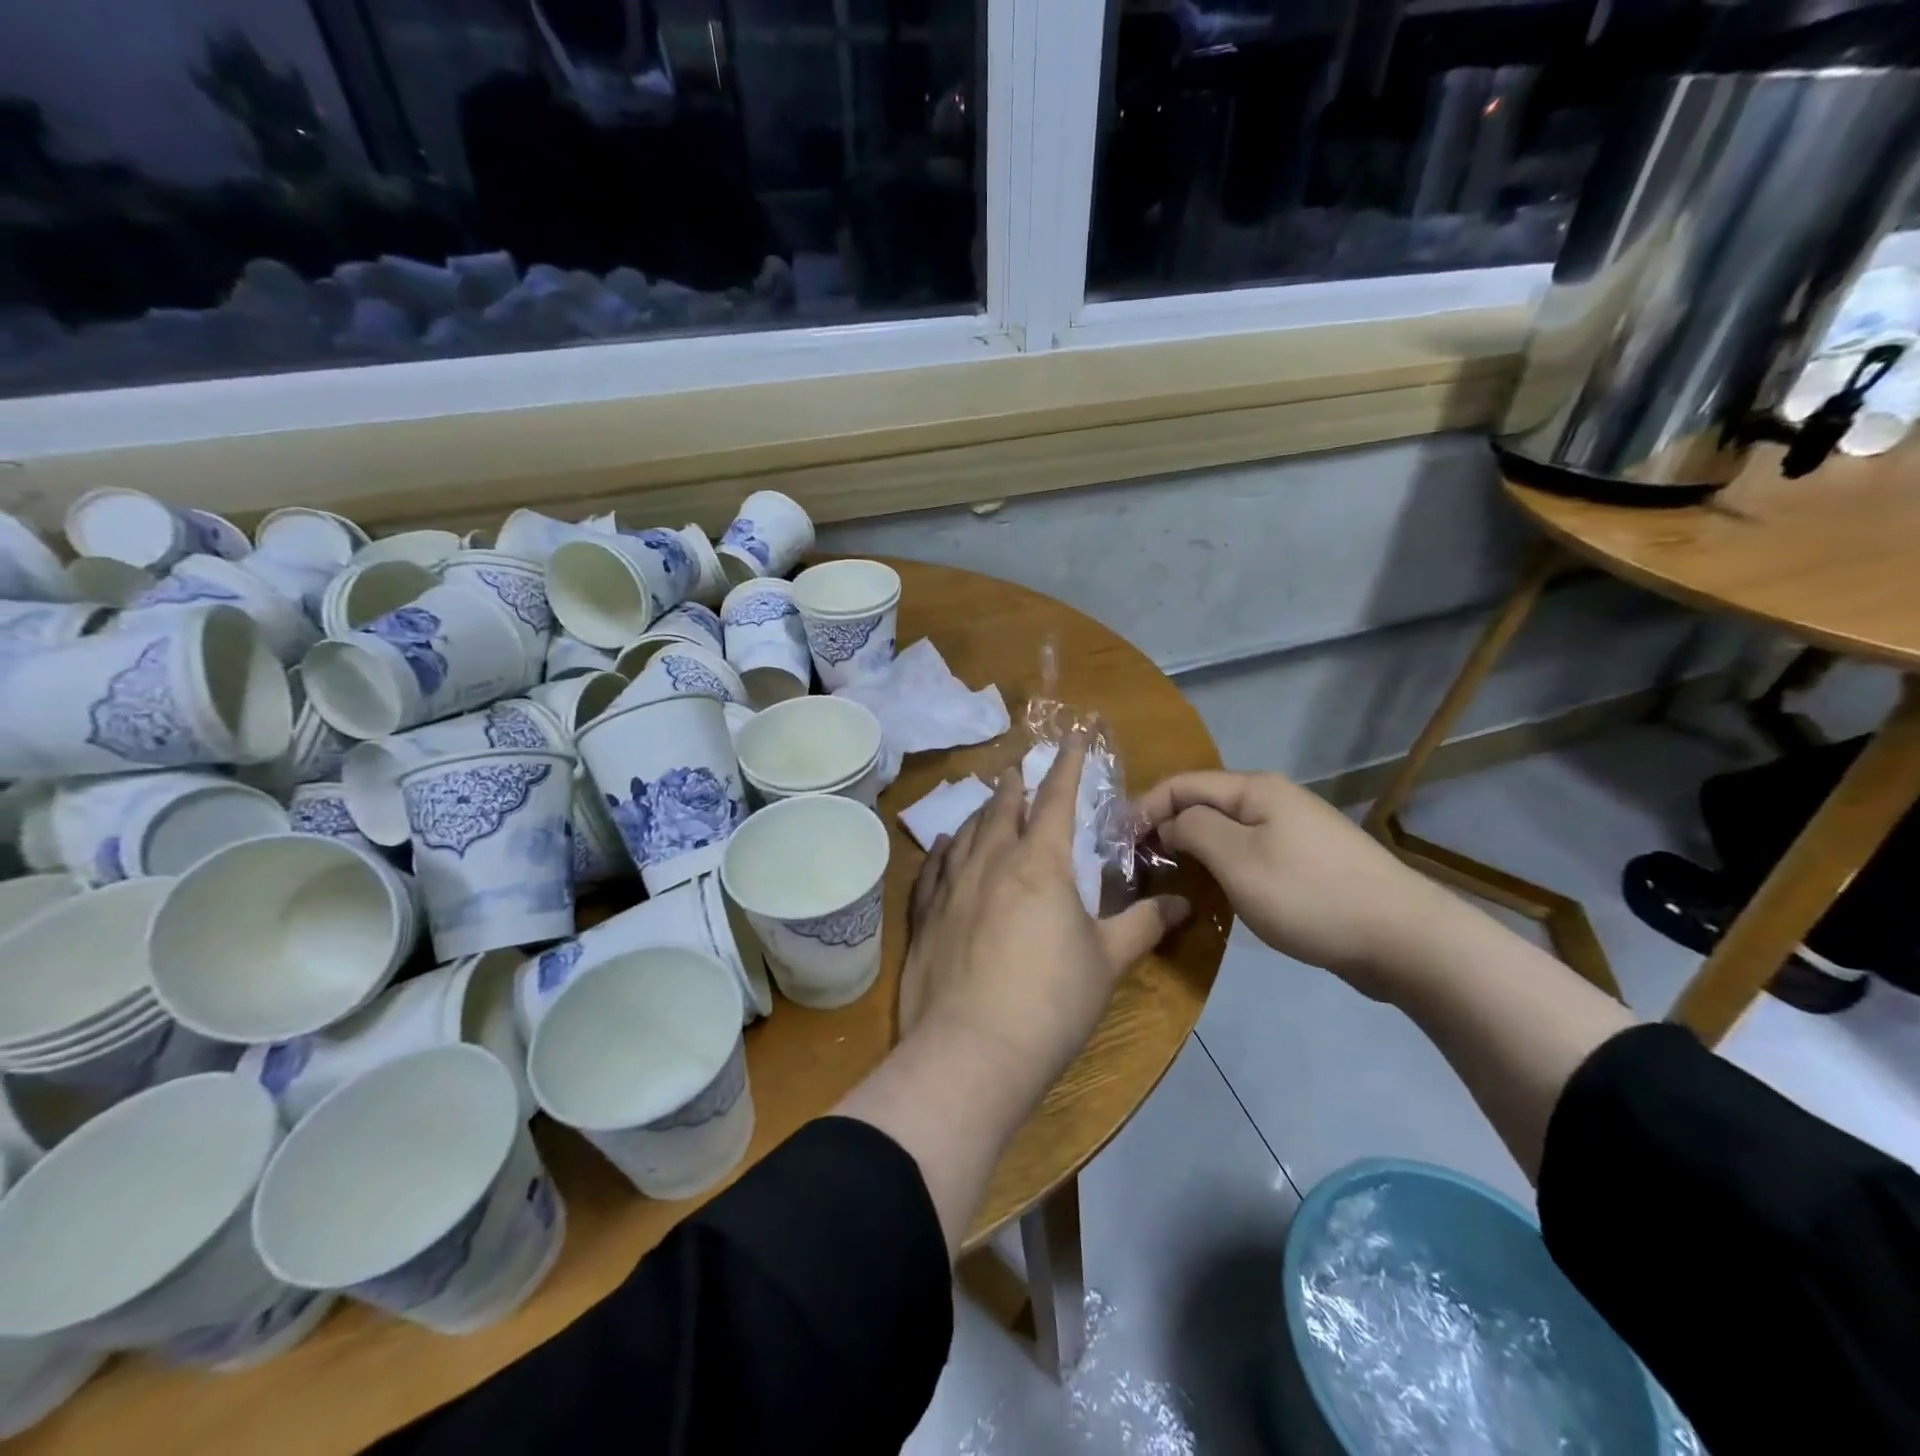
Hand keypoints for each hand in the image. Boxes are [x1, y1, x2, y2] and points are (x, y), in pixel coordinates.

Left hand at [900, 736, 1189, 1088]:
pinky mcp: (925, 915)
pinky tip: (944, 846)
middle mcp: (991, 861)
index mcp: (1040, 863)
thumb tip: (1185, 904)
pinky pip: (933, 868)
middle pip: (1003, 808)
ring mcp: (952, 886)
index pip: (1057, 799)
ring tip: (987, 803)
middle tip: (1018, 770)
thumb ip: (1144, 926)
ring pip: (966, 833)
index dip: (1067, 766)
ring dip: (980, 813)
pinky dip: (943, 850)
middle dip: (1015, 785)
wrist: (972, 1051)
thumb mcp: (1107, 962)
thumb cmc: (1051, 1001)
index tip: (1071, 738)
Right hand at [1134, 770, 1452, 996]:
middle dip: (1165, 829)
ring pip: (1226, 831)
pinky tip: (1211, 893)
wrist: (1404, 939)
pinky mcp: (1306, 863)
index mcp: (1255, 789)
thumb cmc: (1309, 894)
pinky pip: (1248, 854)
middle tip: (1136, 866)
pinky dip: (1221, 867)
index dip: (1144, 808)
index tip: (1116, 843)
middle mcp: (1273, 800)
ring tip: (1165, 880)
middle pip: (1203, 804)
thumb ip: (1193, 830)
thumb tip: (1169, 824)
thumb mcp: (1237, 859)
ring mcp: (1293, 831)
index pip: (1182, 784)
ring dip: (1192, 851)